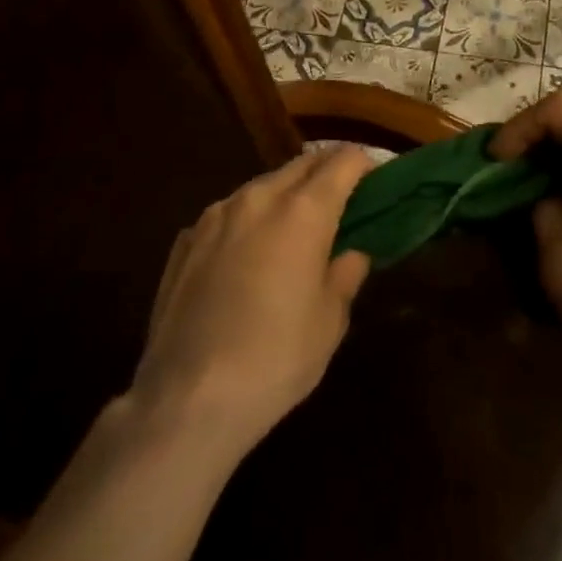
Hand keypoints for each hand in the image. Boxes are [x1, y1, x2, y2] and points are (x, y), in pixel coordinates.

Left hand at [129, 145, 373, 454]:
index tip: (376, 180)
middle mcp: (258, 198)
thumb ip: (345, 274)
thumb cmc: (276, 358)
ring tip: (293, 229)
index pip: (343, 161)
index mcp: (303, 211)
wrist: (186, 400)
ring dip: (285, 195)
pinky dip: (248, 222)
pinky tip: (247, 258)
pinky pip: (228, 215)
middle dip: (326, 172)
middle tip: (343, 200)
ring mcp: (215, 216)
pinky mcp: (185, 241)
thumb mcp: (330, 321)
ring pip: (261, 187)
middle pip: (302, 164)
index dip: (365, 164)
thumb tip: (351, 254)